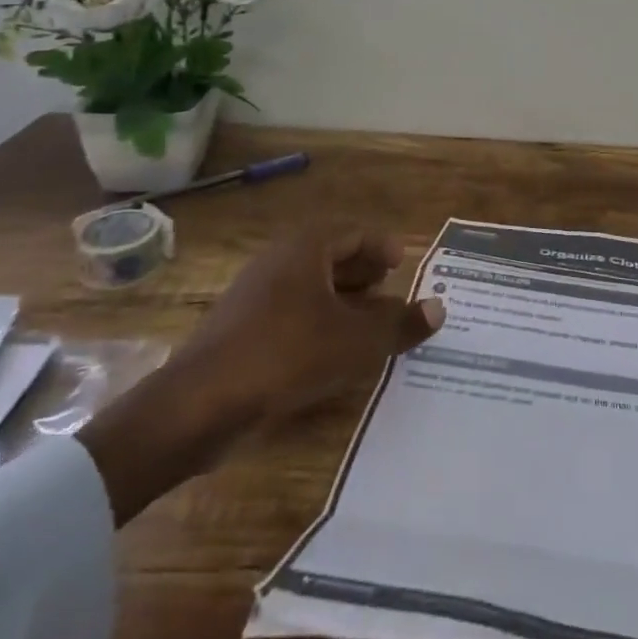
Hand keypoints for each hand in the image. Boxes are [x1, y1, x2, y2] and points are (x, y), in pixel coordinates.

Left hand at [81, 221, 442, 523]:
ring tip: (372, 328)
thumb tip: (440, 308)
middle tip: (394, 295)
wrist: (198, 405)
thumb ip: (400, 323)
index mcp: (307, 247)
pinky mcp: (242, 330)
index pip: (356, 233)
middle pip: (333, 257)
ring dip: (344, 303)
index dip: (384, 247)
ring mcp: (256, 295)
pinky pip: (292, 315)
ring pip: (312, 288)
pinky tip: (334, 355)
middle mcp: (281, 261)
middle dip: (365, 274)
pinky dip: (320, 325)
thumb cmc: (286, 355)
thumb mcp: (355, 341)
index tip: (404, 265)